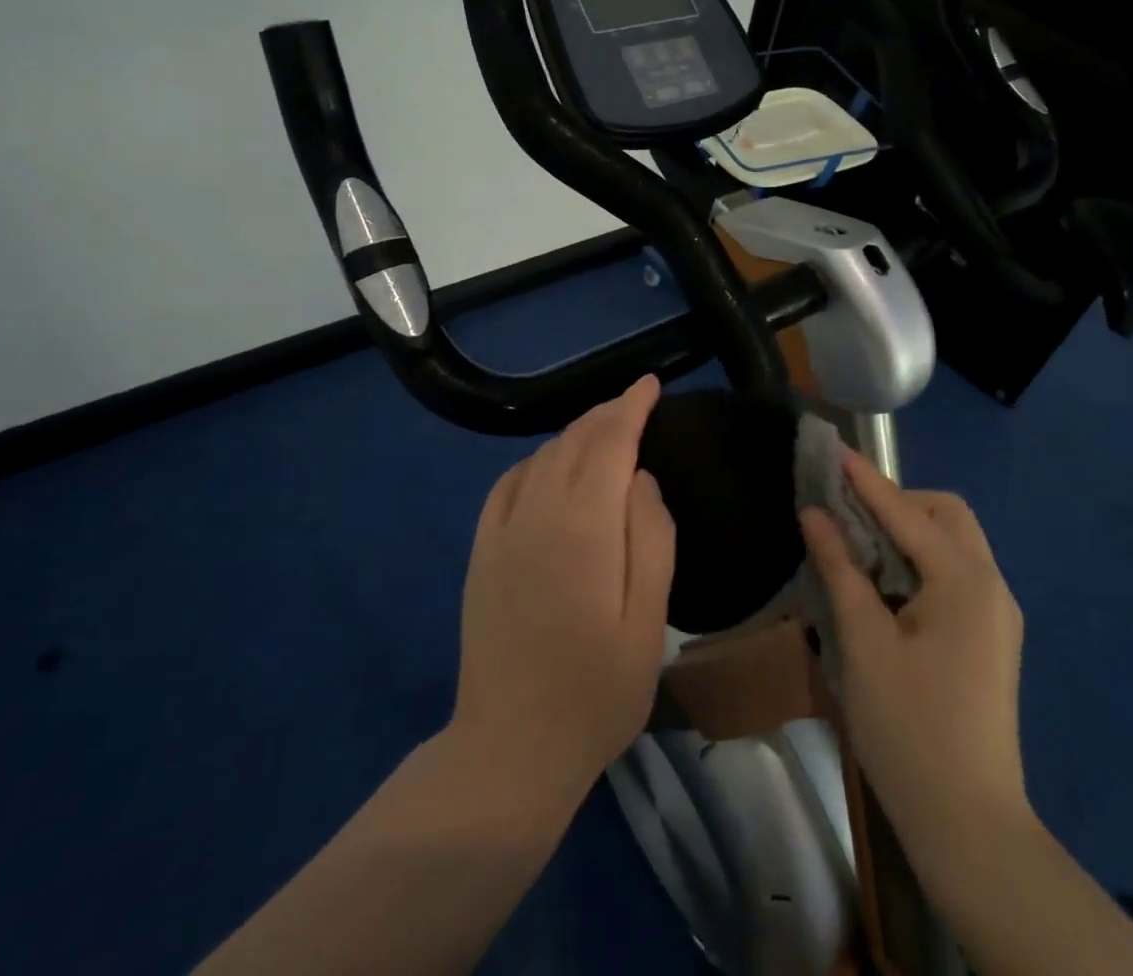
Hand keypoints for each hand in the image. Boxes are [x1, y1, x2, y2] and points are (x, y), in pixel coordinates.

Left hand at [451, 375, 674, 805]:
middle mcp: (537, 512)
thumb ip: (650, 538)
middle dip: (606, 414)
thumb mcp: (648, 620)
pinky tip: (548, 467)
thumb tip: (640, 479)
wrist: (510, 748)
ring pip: (542, 457)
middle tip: (634, 403)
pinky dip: (536, 461)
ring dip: (574, 434)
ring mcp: (502, 531)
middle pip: (574, 440)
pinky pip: (508, 484)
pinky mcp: (482, 552)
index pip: (610, 441)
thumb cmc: (595, 690)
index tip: (650, 385)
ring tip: (603, 430)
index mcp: (583, 524)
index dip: (631, 406)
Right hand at [800, 451, 1030, 852]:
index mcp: (965, 582)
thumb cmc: (909, 729)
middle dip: (898, 502)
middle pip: (946, 515)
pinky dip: (920, 560)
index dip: (866, 480)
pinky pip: (956, 574)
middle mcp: (992, 586)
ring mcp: (997, 614)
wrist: (969, 826)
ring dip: (908, 530)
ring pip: (954, 543)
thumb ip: (840, 569)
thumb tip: (815, 514)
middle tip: (848, 515)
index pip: (907, 512)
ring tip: (859, 546)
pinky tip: (886, 584)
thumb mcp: (864, 643)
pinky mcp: (991, 638)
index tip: (832, 451)